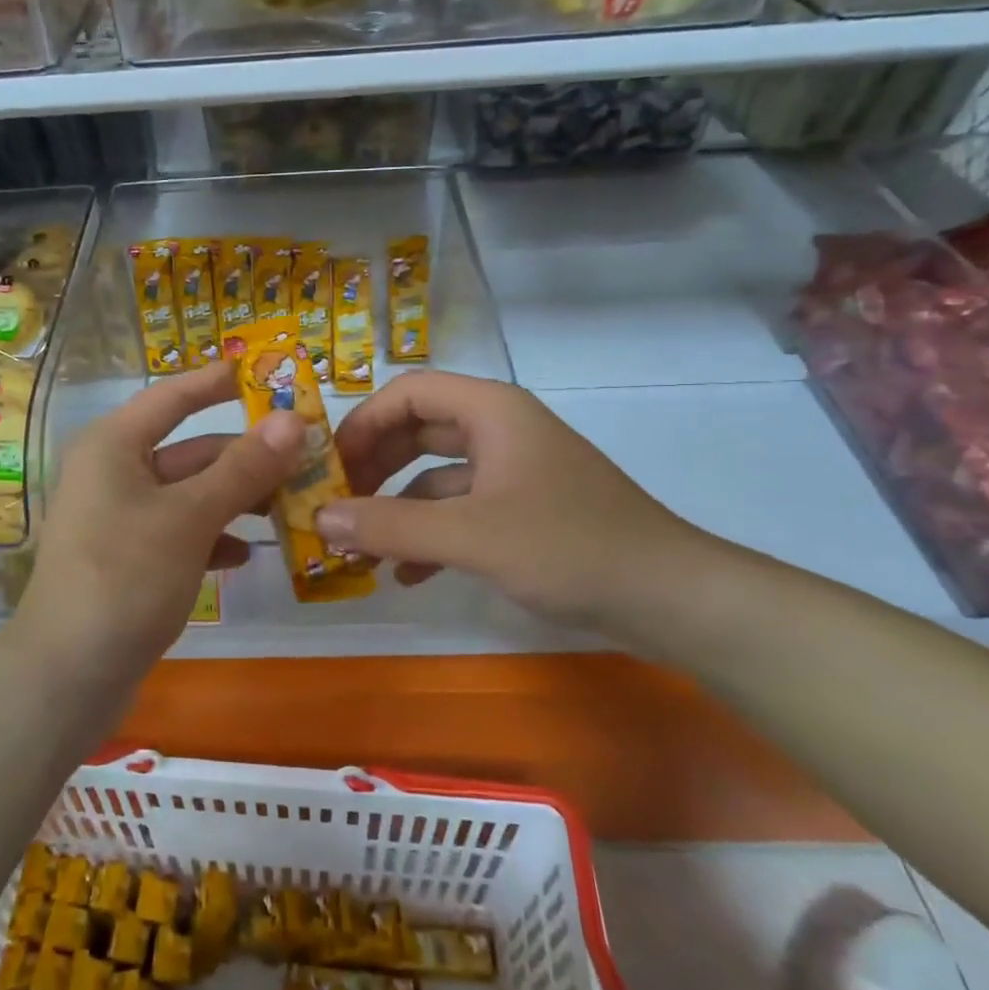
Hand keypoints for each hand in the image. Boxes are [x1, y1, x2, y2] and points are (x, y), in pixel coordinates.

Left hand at [12, 362, 305, 677]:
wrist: (67, 676)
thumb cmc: (125, 577)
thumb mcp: (190, 518)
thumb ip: (243, 468)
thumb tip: (293, 420)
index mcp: (114, 445)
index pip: (173, 396)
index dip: (219, 381)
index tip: (266, 373)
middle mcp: (113, 472)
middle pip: (189, 450)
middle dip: (245, 456)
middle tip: (305, 459)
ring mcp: (119, 518)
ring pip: (189, 494)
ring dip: (235, 499)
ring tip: (289, 507)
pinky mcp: (128, 559)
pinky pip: (180, 532)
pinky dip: (212, 537)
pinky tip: (245, 556)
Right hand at [322, 371, 708, 632]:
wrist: (669, 597)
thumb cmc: (568, 546)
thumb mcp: (470, 536)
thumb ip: (390, 526)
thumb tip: (319, 518)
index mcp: (491, 411)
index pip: (409, 392)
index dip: (363, 422)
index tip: (330, 465)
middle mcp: (500, 430)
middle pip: (418, 430)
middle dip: (374, 466)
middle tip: (336, 502)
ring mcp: (514, 471)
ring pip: (436, 475)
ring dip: (397, 507)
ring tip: (359, 546)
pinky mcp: (525, 510)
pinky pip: (461, 510)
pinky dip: (429, 534)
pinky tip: (405, 573)